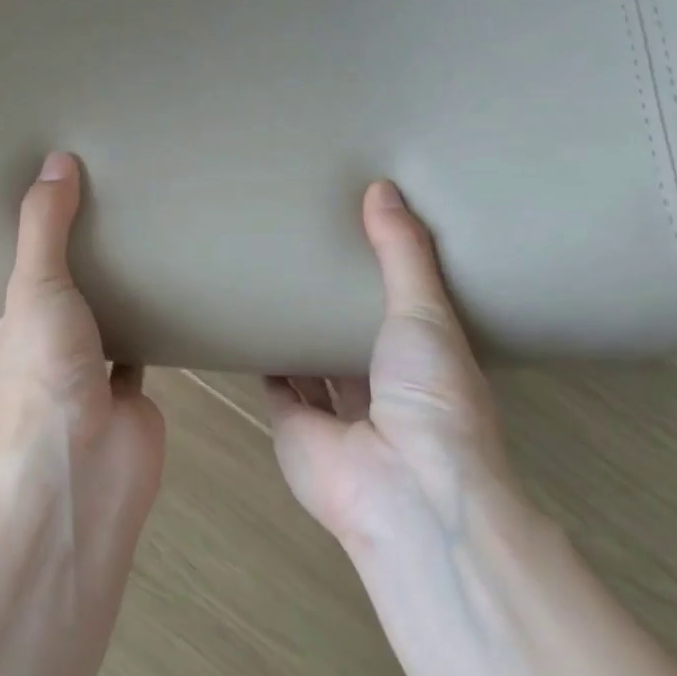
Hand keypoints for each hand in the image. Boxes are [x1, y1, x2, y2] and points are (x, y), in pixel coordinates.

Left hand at [0, 153, 164, 493]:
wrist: (93, 463)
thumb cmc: (39, 377)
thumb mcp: (32, 288)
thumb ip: (43, 226)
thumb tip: (57, 161)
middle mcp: (18, 352)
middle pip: (29, 294)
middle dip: (44, 258)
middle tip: (59, 202)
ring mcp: (69, 370)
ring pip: (82, 316)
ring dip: (95, 285)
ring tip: (109, 226)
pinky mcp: (116, 383)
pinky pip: (130, 337)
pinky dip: (142, 313)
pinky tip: (156, 273)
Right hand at [266, 180, 520, 550]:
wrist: (403, 487)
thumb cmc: (431, 397)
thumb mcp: (427, 313)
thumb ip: (402, 253)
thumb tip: (382, 188)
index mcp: (425, 363)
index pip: (404, 312)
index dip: (384, 278)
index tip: (359, 236)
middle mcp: (382, 388)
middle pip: (351, 338)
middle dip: (332, 304)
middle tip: (304, 250)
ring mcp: (336, 412)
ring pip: (311, 362)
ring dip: (295, 331)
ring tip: (269, 279)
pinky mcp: (293, 426)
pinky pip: (275, 385)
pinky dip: (262, 359)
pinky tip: (244, 322)